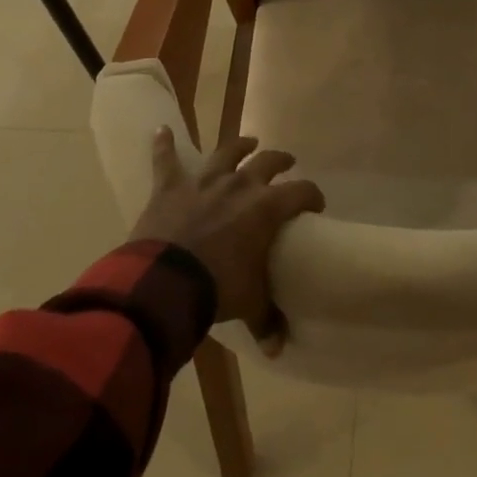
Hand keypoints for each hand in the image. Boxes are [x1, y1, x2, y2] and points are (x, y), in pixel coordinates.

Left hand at [130, 129, 324, 353]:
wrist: (164, 283)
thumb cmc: (217, 288)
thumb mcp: (249, 304)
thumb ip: (267, 320)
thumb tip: (279, 347)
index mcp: (266, 207)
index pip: (301, 192)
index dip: (312, 196)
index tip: (316, 204)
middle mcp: (240, 185)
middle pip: (267, 162)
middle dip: (280, 160)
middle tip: (286, 162)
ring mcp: (204, 182)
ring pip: (226, 152)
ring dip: (239, 145)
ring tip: (249, 141)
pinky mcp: (170, 187)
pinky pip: (165, 161)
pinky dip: (163, 144)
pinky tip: (161, 130)